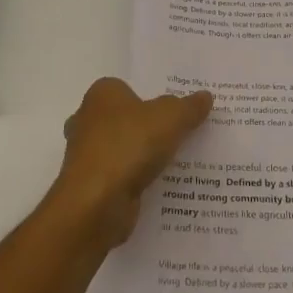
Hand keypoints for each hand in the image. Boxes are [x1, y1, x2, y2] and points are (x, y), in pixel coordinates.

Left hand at [49, 78, 213, 246]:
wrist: (96, 203)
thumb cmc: (129, 145)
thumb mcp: (171, 118)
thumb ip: (189, 107)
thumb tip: (206, 96)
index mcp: (102, 94)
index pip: (128, 88)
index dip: (151, 97)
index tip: (176, 109)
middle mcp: (87, 120)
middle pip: (125, 119)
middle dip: (146, 127)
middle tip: (180, 133)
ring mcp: (86, 155)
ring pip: (122, 149)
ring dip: (142, 156)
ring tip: (178, 161)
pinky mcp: (90, 186)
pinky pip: (120, 176)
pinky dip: (136, 180)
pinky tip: (161, 185)